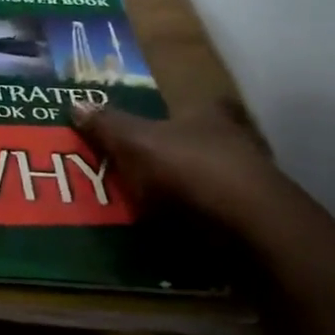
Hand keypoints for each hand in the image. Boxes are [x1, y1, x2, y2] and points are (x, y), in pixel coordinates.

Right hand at [69, 97, 288, 234]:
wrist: (252, 231)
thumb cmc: (191, 169)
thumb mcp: (135, 142)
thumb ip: (107, 125)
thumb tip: (76, 103)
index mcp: (211, 116)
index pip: (205, 104)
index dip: (184, 112)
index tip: (164, 121)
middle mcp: (238, 143)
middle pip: (208, 142)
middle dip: (182, 153)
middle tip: (148, 165)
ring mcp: (253, 185)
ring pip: (215, 180)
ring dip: (192, 190)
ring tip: (155, 204)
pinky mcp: (258, 223)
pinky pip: (220, 216)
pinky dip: (202, 222)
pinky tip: (177, 232)